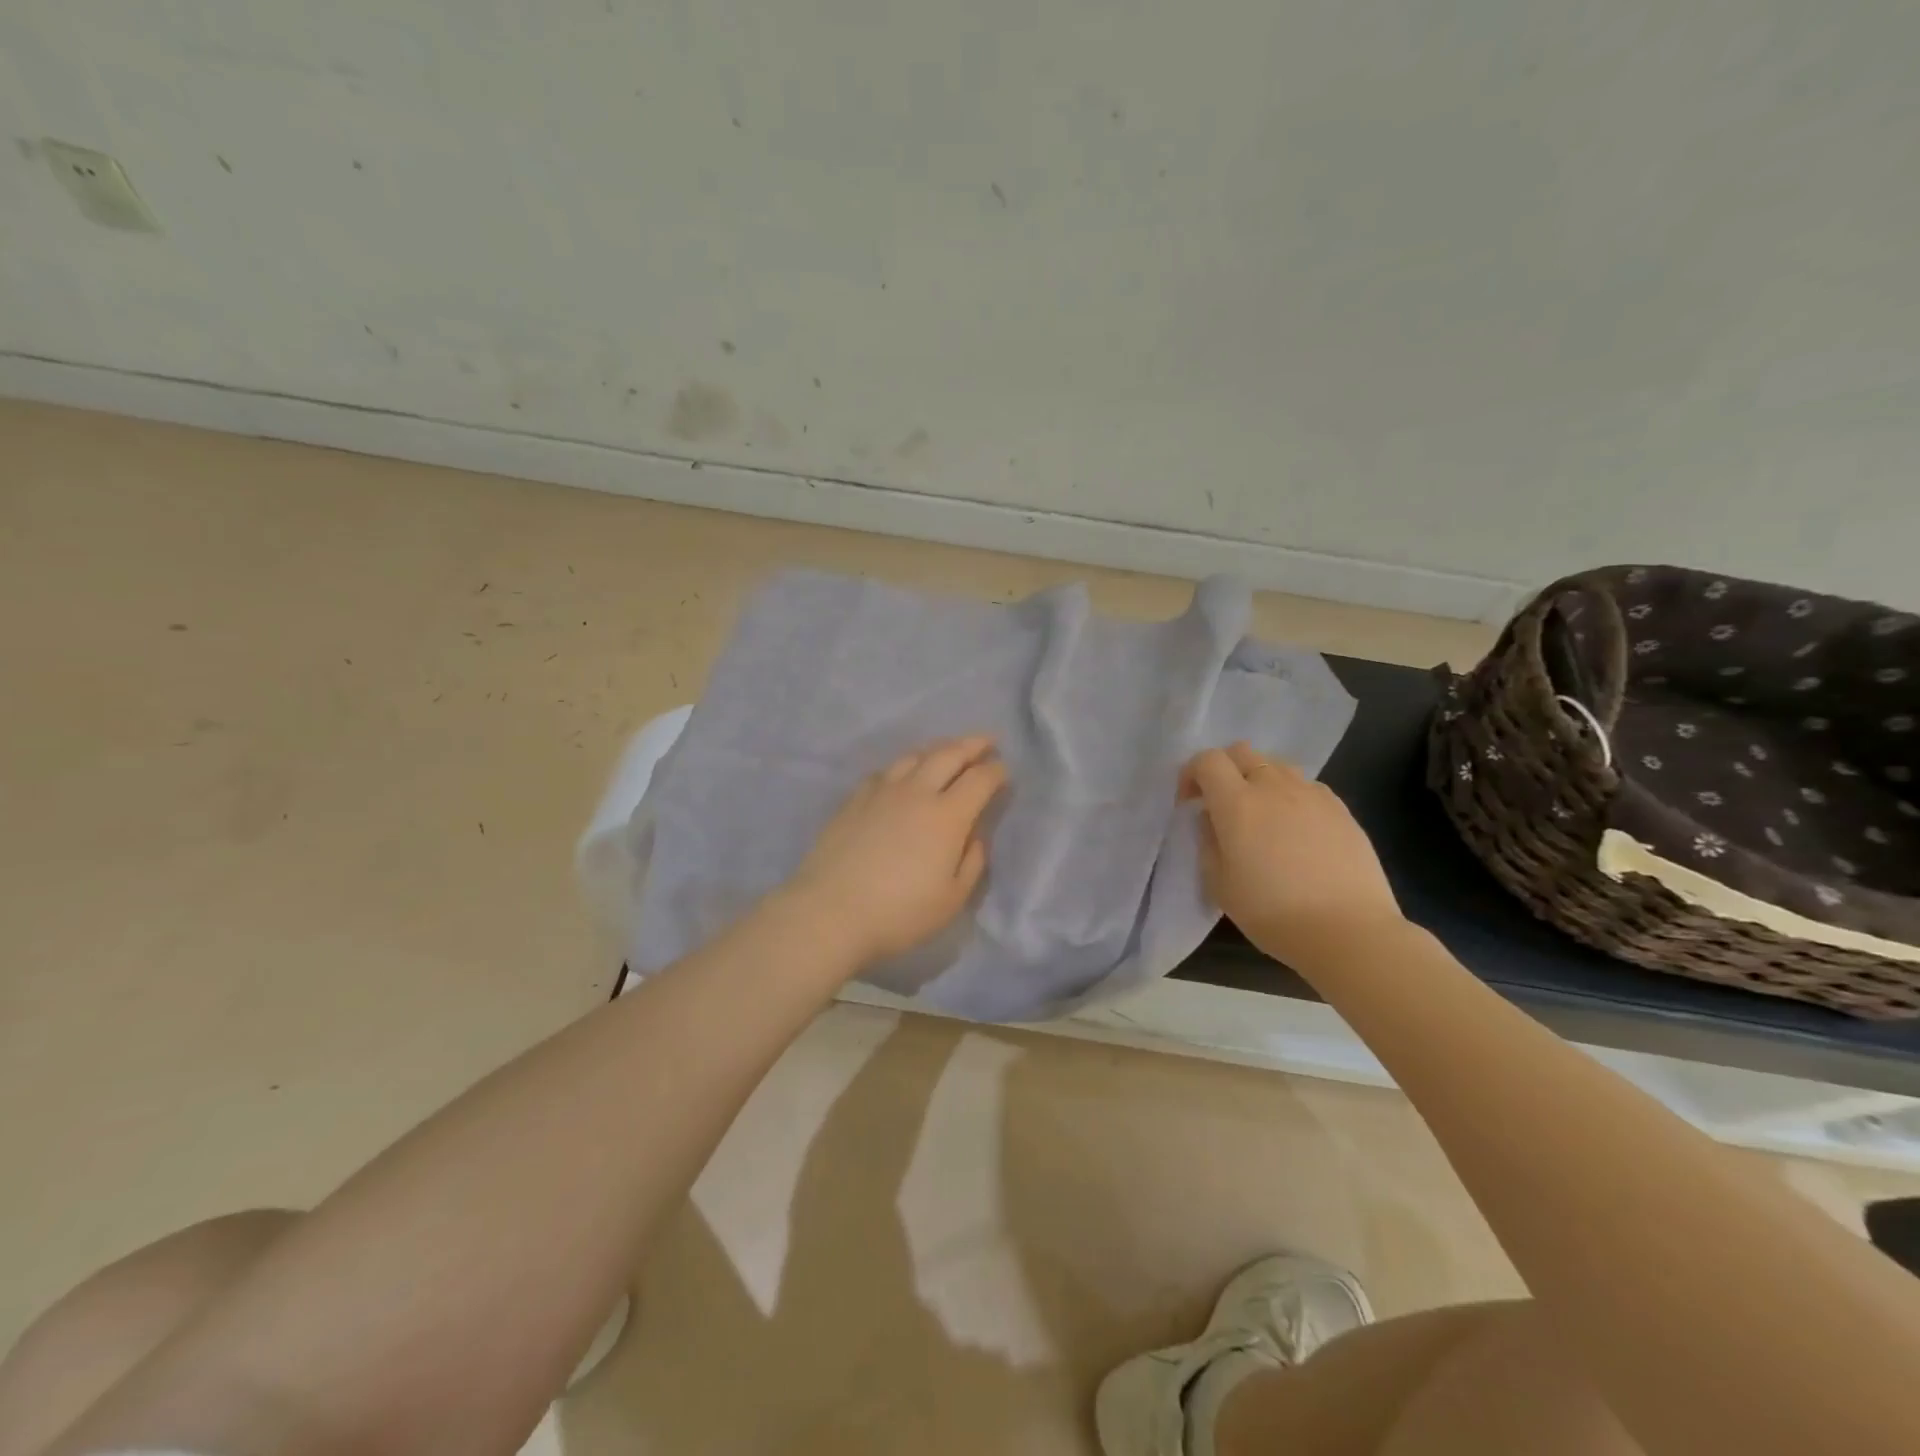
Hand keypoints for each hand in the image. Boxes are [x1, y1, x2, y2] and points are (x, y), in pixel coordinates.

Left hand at [786, 736, 1007, 964]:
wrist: (830, 912)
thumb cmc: (899, 913)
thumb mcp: (951, 899)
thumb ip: (972, 862)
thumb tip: (975, 835)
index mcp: (947, 816)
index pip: (980, 779)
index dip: (997, 771)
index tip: (1004, 770)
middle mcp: (917, 793)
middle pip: (949, 754)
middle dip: (972, 744)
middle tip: (987, 741)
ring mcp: (882, 792)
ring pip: (915, 756)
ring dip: (938, 748)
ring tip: (948, 751)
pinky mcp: (854, 799)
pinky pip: (885, 771)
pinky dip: (904, 766)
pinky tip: (903, 774)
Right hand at [1182, 742, 1403, 968]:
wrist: (1348, 931)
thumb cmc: (1272, 912)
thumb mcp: (1219, 884)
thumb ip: (1208, 842)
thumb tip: (1212, 819)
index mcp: (1237, 803)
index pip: (1207, 760)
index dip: (1192, 774)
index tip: (1190, 802)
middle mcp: (1274, 787)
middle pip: (1242, 752)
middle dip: (1225, 769)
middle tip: (1222, 804)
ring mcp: (1312, 795)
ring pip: (1277, 766)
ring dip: (1260, 780)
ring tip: (1262, 815)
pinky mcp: (1341, 809)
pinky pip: (1307, 788)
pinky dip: (1292, 797)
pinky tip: (1296, 831)